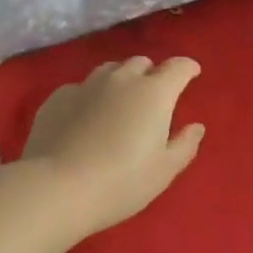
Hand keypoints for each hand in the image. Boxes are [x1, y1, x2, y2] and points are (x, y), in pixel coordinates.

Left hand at [21, 57, 205, 234]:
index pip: (178, 67)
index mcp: (154, 93)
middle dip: (152, 74)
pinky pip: (81, 88)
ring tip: (119, 103)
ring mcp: (86, 85)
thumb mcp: (164, 171)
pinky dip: (90, 97)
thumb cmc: (121, 182)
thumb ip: (184, 145)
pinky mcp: (57, 98)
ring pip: (109, 70)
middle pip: (141, 63)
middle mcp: (121, 79)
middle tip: (154, 96)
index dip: (188, 68)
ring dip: (120, 80)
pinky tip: (85, 118)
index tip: (192, 74)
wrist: (57, 189)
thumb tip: (196, 127)